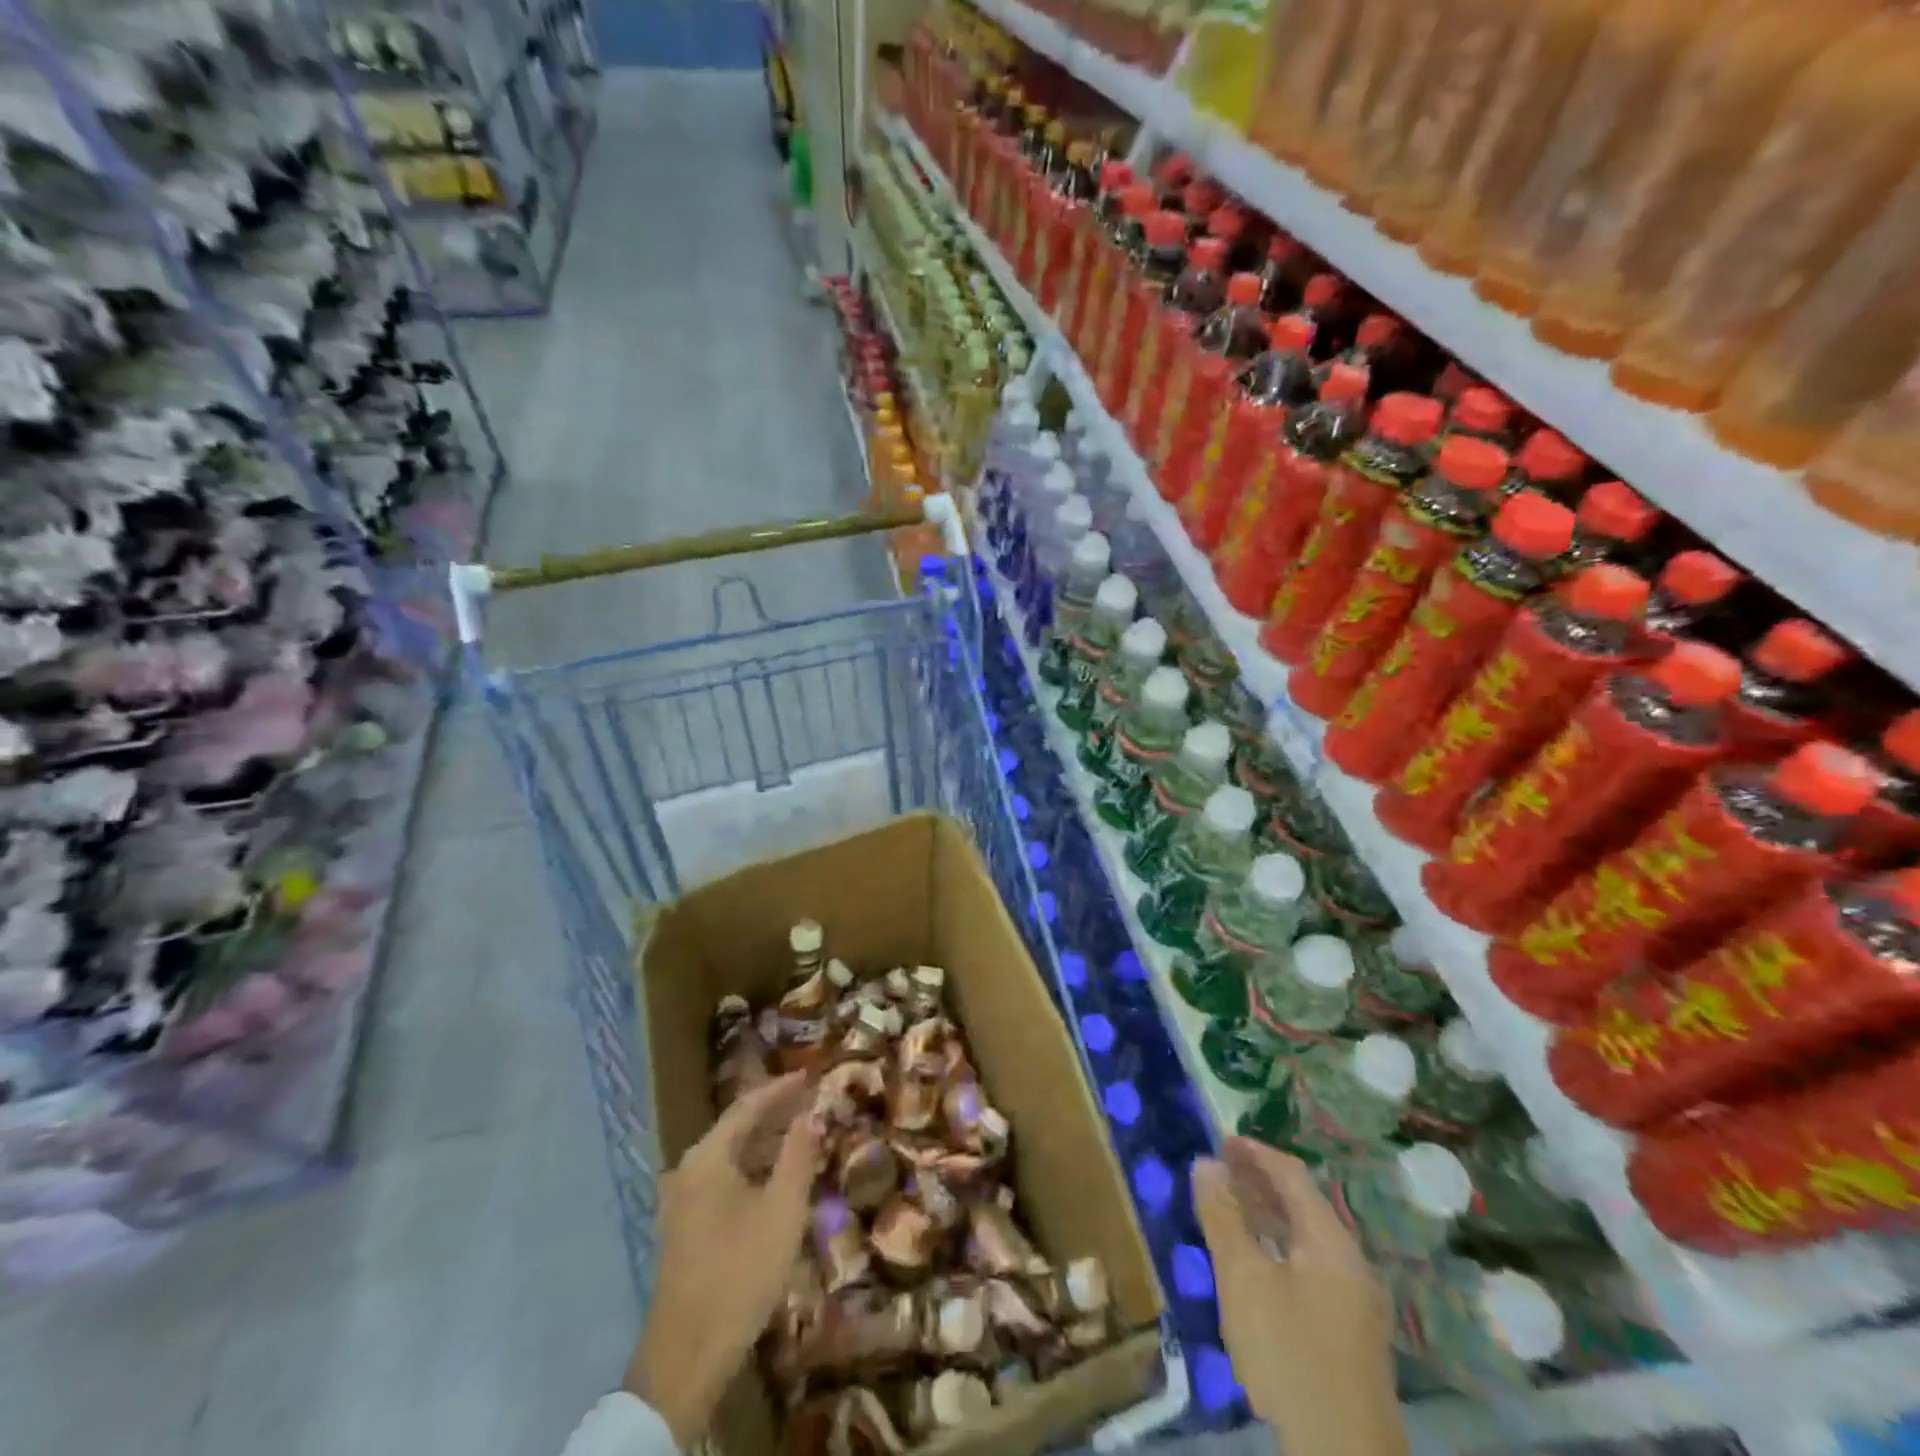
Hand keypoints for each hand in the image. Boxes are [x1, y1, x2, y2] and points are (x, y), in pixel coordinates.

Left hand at [626, 1073, 820, 1442]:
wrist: (687, 1357)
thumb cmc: (740, 1272)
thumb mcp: (783, 1210)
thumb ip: (798, 1155)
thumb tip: (811, 1114)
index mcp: (707, 1158)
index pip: (748, 1106)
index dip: (781, 1089)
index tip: (811, 1075)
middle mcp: (688, 1170)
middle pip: (736, 1128)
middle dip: (775, 1115)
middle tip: (812, 1103)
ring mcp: (681, 1201)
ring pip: (730, 1157)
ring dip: (765, 1144)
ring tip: (802, 1137)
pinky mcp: (684, 1228)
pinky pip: (723, 1180)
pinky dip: (752, 1170)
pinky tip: (777, 1181)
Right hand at [1192, 1138, 1406, 1455]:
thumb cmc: (1289, 1355)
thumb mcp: (1243, 1280)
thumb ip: (1224, 1217)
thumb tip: (1207, 1163)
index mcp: (1331, 1241)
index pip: (1293, 1175)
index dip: (1255, 1152)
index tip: (1220, 1141)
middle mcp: (1351, 1262)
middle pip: (1304, 1204)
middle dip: (1260, 1182)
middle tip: (1219, 1171)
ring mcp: (1356, 1301)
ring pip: (1308, 1238)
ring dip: (1269, 1215)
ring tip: (1230, 1209)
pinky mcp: (1351, 1332)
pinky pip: (1312, 1265)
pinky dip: (1281, 1247)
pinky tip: (1257, 1262)